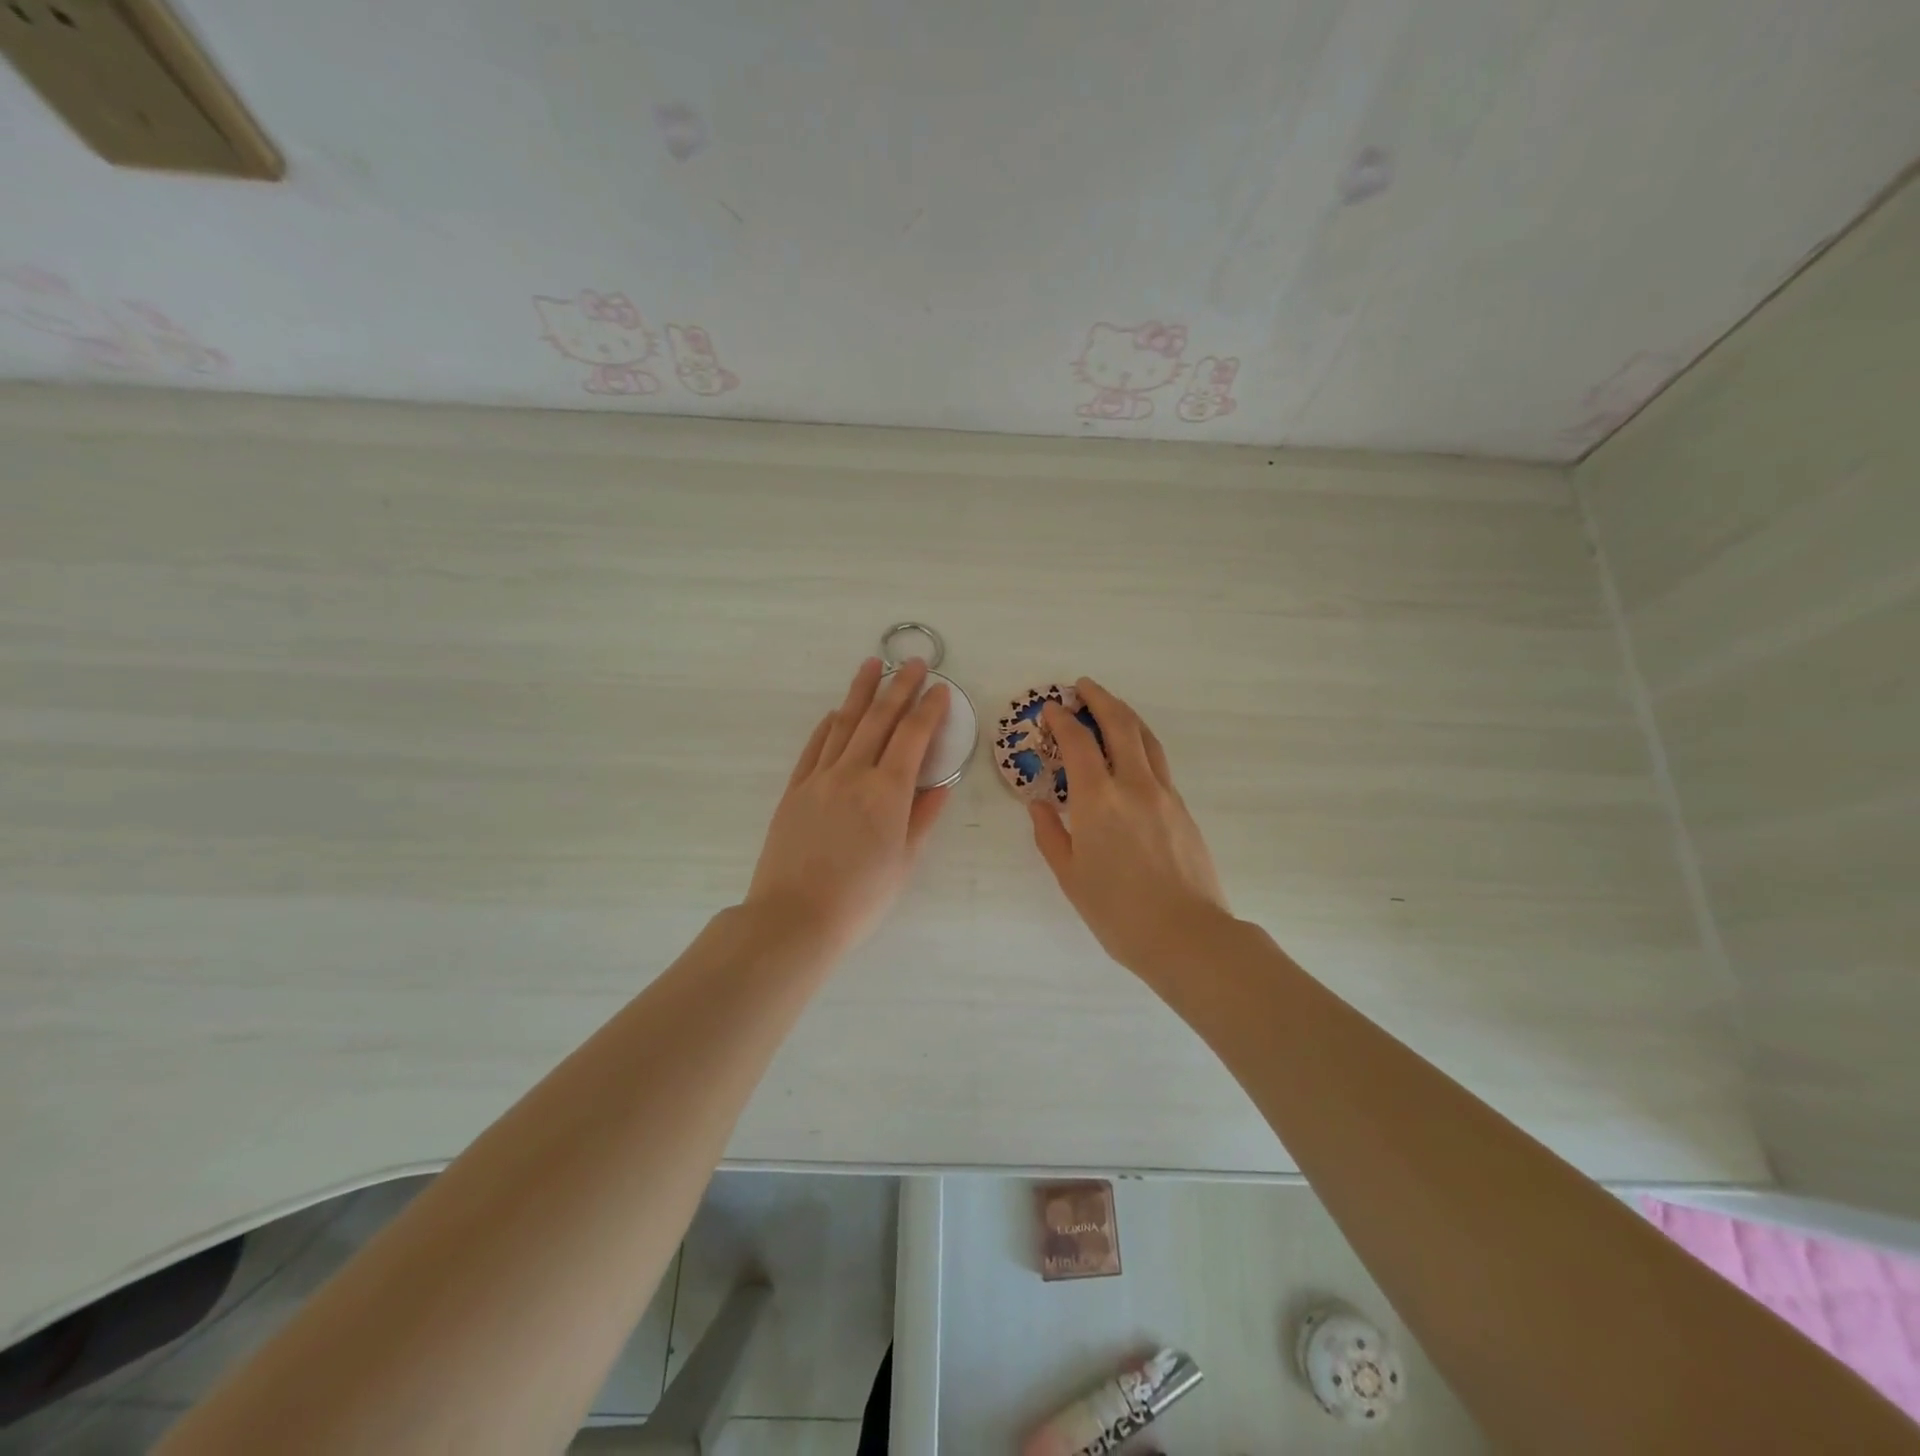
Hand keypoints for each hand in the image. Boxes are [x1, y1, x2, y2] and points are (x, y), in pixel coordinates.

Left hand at [744, 657, 951, 954]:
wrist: (794, 917)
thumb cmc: (860, 898)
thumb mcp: (904, 862)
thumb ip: (923, 817)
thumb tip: (941, 784)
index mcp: (888, 792)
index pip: (913, 736)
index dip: (929, 709)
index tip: (940, 689)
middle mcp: (853, 773)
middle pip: (879, 719)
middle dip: (899, 686)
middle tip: (914, 662)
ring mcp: (819, 778)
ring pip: (844, 724)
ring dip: (861, 692)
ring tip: (872, 664)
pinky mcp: (795, 789)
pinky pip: (814, 747)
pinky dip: (828, 725)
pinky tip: (837, 712)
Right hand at [1028, 678, 1232, 973]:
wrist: (1186, 935)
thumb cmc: (1118, 912)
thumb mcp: (1071, 876)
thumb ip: (1050, 835)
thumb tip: (1038, 806)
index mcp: (1098, 799)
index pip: (1077, 742)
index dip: (1061, 719)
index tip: (1050, 709)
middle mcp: (1133, 784)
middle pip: (1119, 724)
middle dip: (1099, 698)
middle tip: (1083, 686)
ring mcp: (1164, 793)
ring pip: (1145, 738)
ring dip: (1125, 714)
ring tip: (1109, 707)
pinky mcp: (1182, 808)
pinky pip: (1159, 761)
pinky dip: (1140, 743)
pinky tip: (1131, 753)